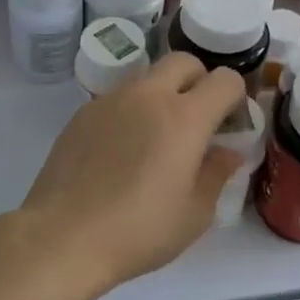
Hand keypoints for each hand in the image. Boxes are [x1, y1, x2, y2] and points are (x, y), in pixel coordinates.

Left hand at [20, 53, 248, 290]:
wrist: (63, 237)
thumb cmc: (139, 231)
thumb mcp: (194, 214)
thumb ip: (216, 174)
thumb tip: (227, 152)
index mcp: (185, 117)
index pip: (225, 80)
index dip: (235, 98)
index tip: (230, 125)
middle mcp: (148, 95)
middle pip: (184, 61)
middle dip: (199, 81)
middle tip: (197, 120)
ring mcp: (111, 100)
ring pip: (147, 76)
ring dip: (163, 92)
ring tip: (156, 135)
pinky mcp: (82, 114)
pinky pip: (117, 97)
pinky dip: (131, 110)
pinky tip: (121, 150)